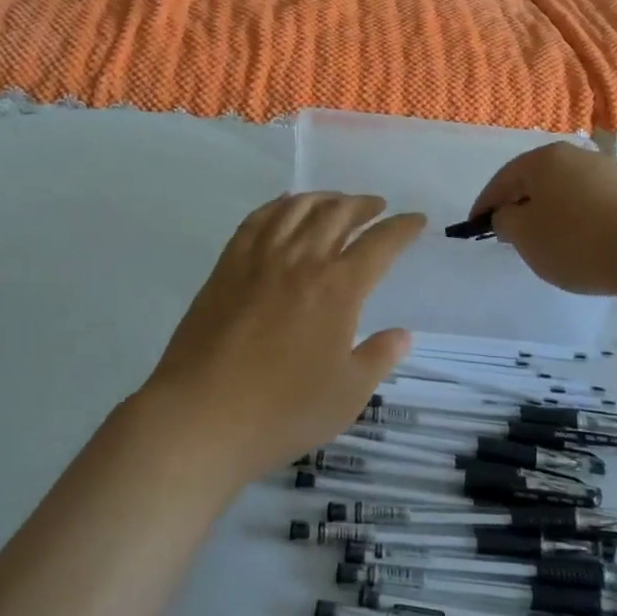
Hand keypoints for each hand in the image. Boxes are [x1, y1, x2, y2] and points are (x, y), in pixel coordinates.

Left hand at [143, 192, 425, 482]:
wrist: (201, 417)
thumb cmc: (282, 412)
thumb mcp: (346, 396)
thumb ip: (377, 358)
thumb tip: (401, 334)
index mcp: (338, 288)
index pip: (379, 243)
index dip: (402, 228)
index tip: (416, 220)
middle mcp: (301, 260)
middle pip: (338, 213)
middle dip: (363, 205)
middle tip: (376, 207)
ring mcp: (260, 258)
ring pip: (297, 208)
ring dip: (324, 198)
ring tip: (336, 202)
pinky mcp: (227, 266)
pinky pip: (258, 219)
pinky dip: (278, 205)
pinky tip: (285, 208)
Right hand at [469, 143, 616, 295]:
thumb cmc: (576, 240)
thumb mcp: (525, 236)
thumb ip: (505, 221)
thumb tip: (509, 214)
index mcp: (544, 158)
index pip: (503, 179)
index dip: (485, 204)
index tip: (476, 227)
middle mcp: (575, 155)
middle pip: (535, 181)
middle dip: (519, 205)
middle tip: (508, 233)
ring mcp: (606, 172)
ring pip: (563, 191)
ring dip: (548, 213)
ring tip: (544, 242)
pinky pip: (588, 203)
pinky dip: (575, 219)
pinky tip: (578, 242)